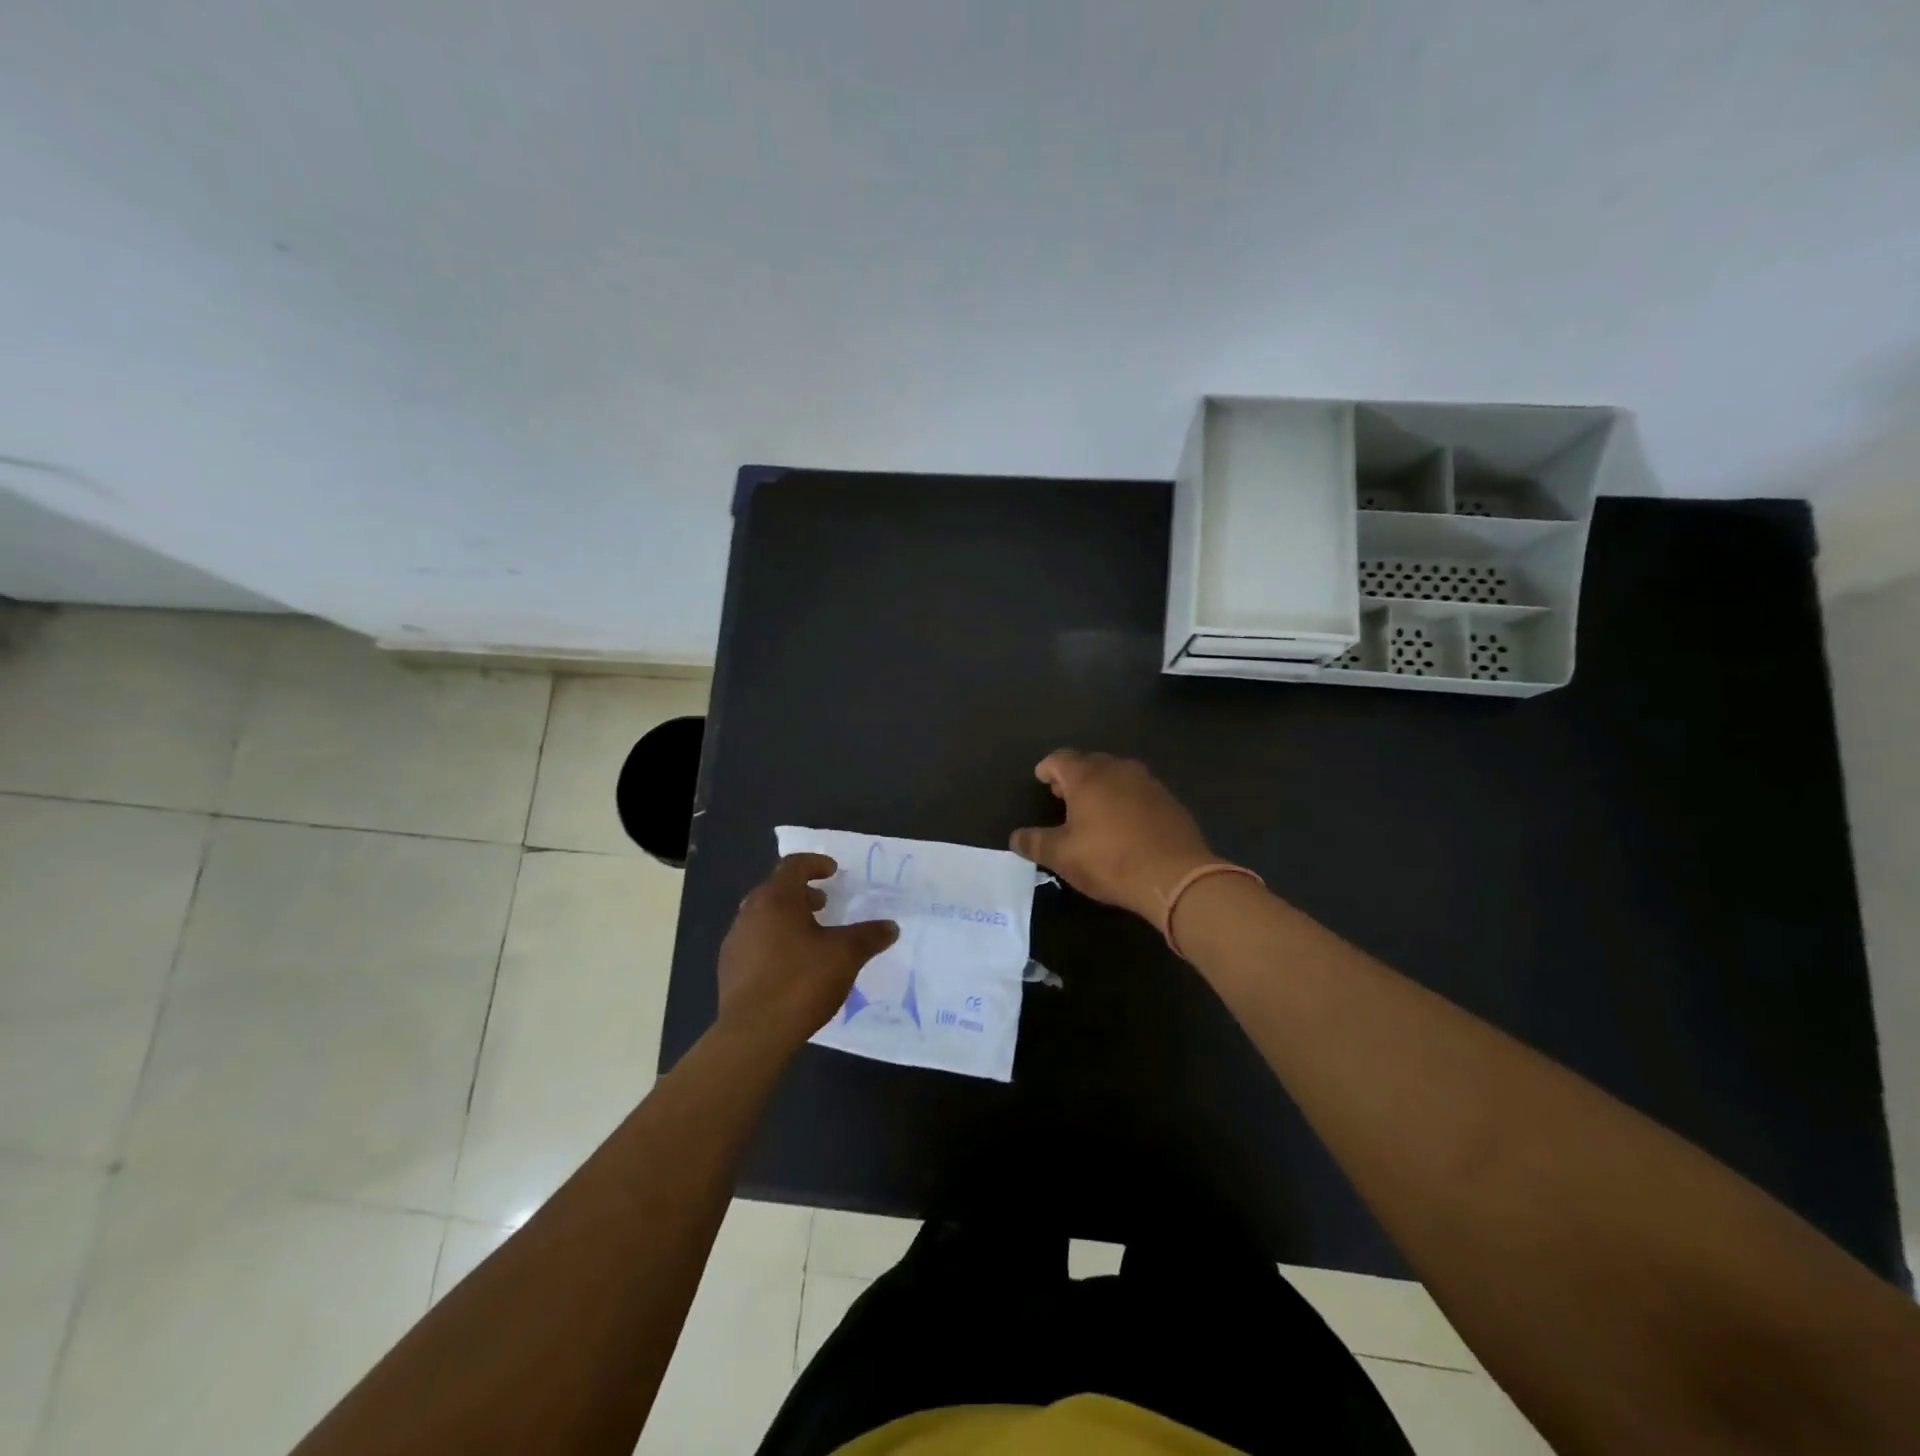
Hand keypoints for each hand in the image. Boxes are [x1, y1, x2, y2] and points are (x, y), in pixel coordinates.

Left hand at [717, 854, 897, 1050]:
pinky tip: (791, 965)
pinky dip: (774, 940)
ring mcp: (735, 941)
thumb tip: (891, 926)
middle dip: (801, 892)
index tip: (832, 871)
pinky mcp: (728, 968)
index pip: (793, 865)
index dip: (815, 863)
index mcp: (776, 900)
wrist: (753, 1034)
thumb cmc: (801, 982)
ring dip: (786, 917)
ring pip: (762, 916)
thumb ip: (869, 936)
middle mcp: (750, 913)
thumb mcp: (845, 956)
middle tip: (823, 904)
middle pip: (775, 889)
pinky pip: (754, 941)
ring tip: (810, 936)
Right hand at [1009, 750, 1217, 923]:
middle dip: (1073, 777)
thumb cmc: (1109, 860)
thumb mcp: (1062, 856)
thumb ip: (1035, 843)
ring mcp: (1148, 782)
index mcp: (1087, 776)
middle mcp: (1118, 769)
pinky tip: (1124, 824)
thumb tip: (1015, 837)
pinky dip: (1125, 800)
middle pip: (1089, 763)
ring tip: (1092, 810)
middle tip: (1062, 796)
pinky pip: (1138, 791)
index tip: (1040, 778)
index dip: (1047, 768)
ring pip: (1116, 775)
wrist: (1175, 876)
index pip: (1059, 759)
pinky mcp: (1169, 800)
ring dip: (1101, 787)